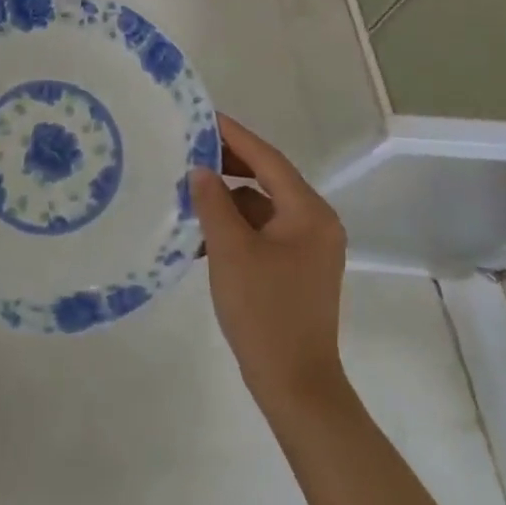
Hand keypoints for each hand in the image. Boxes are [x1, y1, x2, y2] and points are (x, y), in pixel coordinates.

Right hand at [191, 114, 347, 415]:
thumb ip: (213, 202)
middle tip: (189, 150)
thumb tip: (200, 170)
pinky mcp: (298, 268)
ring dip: (228, 199)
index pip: (267, 159)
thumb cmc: (264, 312)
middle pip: (268, 179)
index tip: (204, 117)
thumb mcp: (230, 251)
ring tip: (189, 192)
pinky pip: (264, 231)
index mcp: (308, 212)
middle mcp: (316, 222)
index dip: (234, 136)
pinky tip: (203, 234)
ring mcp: (309, 247)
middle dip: (229, 165)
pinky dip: (237, 226)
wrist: (296, 387)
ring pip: (263, 206)